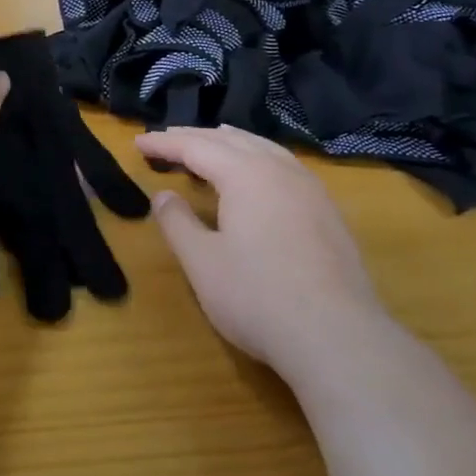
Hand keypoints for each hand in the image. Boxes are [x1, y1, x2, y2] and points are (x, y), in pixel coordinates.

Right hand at [136, 125, 381, 371]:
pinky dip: (259, 157)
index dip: (165, 143)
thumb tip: (163, 195)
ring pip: (265, 148)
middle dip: (195, 137)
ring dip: (231, 141)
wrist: (338, 338)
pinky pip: (285, 165)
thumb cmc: (257, 298)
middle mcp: (279, 170)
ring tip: (212, 140)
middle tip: (166, 138)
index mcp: (245, 174)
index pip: (196, 147)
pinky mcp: (328, 212)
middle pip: (231, 140)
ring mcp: (310, 189)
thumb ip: (177, 223)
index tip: (138, 142)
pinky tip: (259, 173)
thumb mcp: (202, 262)